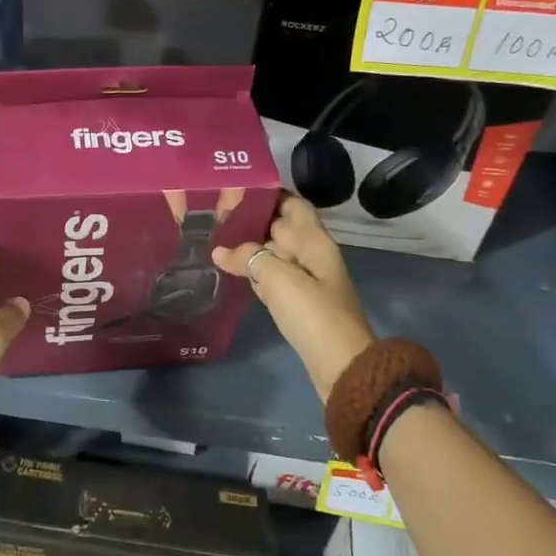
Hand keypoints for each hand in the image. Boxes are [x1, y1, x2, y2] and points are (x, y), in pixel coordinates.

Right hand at [214, 194, 375, 402]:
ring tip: (214, 237)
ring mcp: (305, 280)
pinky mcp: (297, 303)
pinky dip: (254, 271)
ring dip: (249, 246)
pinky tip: (230, 270)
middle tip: (213, 214)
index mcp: (314, 241)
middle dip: (251, 219)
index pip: (292, 204)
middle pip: (280, 227)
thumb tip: (220, 251)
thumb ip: (249, 258)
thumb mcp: (279, 279)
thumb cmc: (314, 314)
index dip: (267, 193)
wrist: (341, 366)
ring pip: (274, 253)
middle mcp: (311, 255)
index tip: (234, 189)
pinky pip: (272, 277)